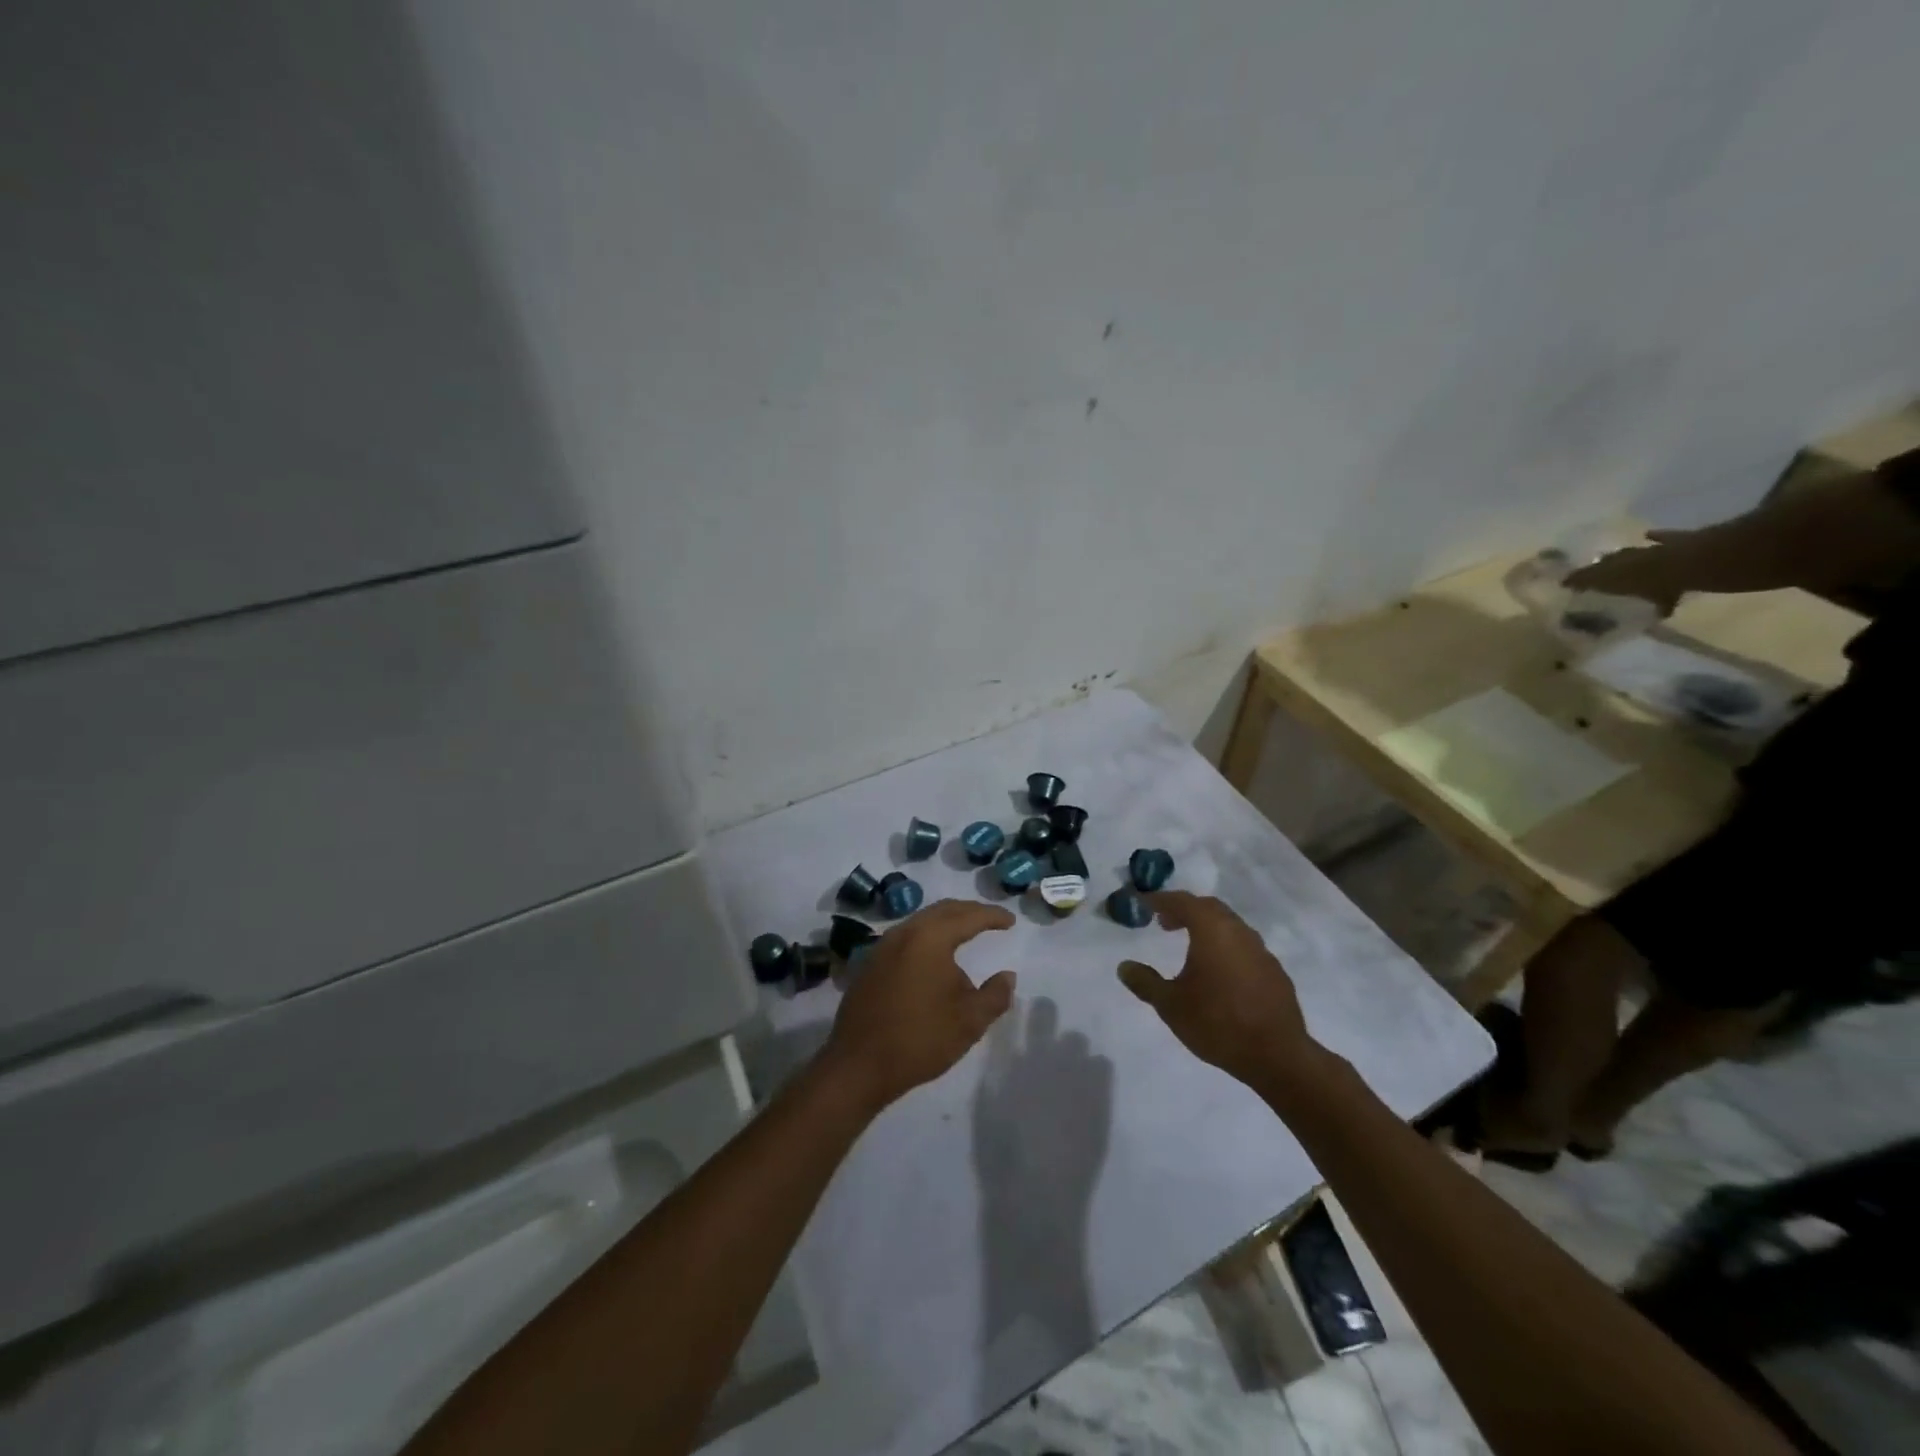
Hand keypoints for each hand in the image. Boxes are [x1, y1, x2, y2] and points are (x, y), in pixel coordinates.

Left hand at [820, 900, 1015, 1112]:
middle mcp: (904, 933)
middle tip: (990, 920)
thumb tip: (1007, 977)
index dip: (992, 916)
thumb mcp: (969, 1021)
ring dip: (946, 923)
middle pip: (942, 911)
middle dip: (969, 912)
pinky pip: (905, 938)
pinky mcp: (869, 965)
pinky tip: (933, 958)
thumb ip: (995, 995)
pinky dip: (926, 938)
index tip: (1011, 921)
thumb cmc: (920, 1039)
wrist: (858, 1065)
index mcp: (930, 938)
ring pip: (920, 922)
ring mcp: (882, 947)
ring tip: (965, 934)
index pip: (968, 917)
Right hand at [1117, 892, 1312, 1090]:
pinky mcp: (1275, 972)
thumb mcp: (1170, 1005)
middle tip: (1164, 923)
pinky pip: (1245, 948)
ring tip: (1190, 947)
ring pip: (1230, 926)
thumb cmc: (1217, 1023)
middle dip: (1185, 910)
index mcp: (1211, 930)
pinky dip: (1226, 948)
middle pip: (1209, 908)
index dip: (1160, 900)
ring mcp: (1261, 951)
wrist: (1277, 1056)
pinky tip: (1219, 973)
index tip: (1143, 903)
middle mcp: (1238, 932)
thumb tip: (1124, 966)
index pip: (1182, 901)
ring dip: (1207, 928)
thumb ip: (1145, 982)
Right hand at [1562, 532, 1692, 612]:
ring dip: (1620, 556)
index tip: (1565, 583)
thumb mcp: (1653, 602)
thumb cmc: (1663, 585)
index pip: (1586, 578)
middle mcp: (1621, 560)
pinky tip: (1647, 534)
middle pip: (1605, 564)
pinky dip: (1654, 537)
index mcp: (1609, 575)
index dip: (1575, 581)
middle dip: (1597, 568)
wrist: (1693, 561)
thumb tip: (1655, 615)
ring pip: (1626, 553)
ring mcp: (1644, 549)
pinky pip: (1658, 538)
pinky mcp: (1667, 541)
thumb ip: (1650, 607)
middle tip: (1590, 572)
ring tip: (1611, 558)